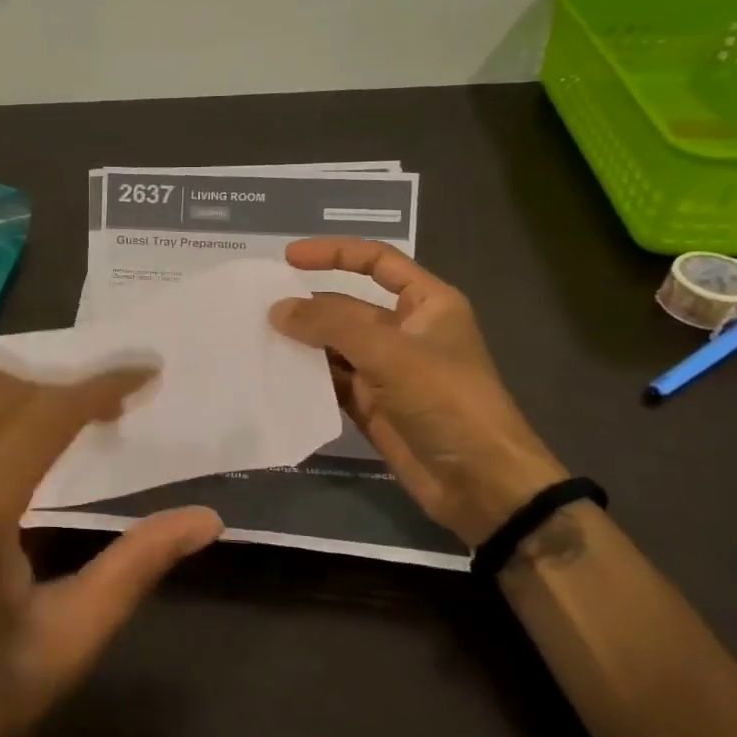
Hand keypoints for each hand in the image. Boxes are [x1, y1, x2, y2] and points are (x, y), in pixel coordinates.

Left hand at [0, 362, 221, 736]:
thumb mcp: (63, 647)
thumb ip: (134, 568)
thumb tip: (205, 518)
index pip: (49, 412)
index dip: (103, 385)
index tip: (145, 373)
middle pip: (2, 388)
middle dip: (61, 389)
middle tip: (102, 416)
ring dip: (2, 383)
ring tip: (38, 415)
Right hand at [270, 237, 565, 546]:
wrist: (480, 483)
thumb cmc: (446, 400)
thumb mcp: (390, 352)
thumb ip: (331, 326)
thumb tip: (278, 309)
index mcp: (426, 304)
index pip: (376, 262)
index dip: (334, 253)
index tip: (288, 257)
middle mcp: (405, 331)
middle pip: (348, 305)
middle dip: (308, 305)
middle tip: (258, 306)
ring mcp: (386, 369)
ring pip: (334, 345)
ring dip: (302, 341)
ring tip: (256, 335)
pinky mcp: (371, 404)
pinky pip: (331, 380)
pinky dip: (305, 376)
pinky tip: (273, 371)